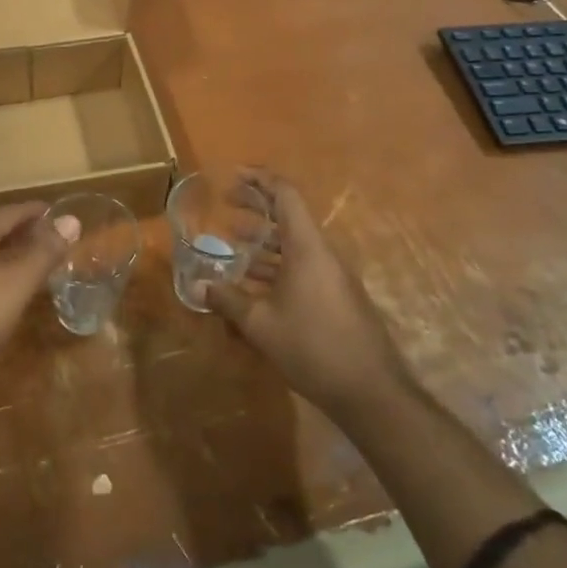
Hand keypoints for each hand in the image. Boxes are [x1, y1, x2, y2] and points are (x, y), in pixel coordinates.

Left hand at [0, 201, 63, 390]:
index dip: (40, 213)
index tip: (63, 218)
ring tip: (34, 265)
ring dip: (8, 252)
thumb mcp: (16, 285)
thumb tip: (71, 219)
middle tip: (55, 244)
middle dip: (26, 233)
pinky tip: (3, 287)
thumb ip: (44, 252)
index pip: (13, 211)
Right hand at [206, 170, 407, 423]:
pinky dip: (276, 264)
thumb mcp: (261, 324)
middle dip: (256, 206)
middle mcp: (321, 253)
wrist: (371, 392)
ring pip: (293, 244)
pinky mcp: (335, 297)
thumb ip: (228, 300)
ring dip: (263, 239)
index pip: (285, 194)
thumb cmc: (313, 347)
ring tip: (232, 243)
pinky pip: (301, 266)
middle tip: (225, 203)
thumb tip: (196, 287)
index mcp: (307, 247)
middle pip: (288, 215)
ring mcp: (331, 276)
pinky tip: (254, 284)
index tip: (232, 174)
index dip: (259, 179)